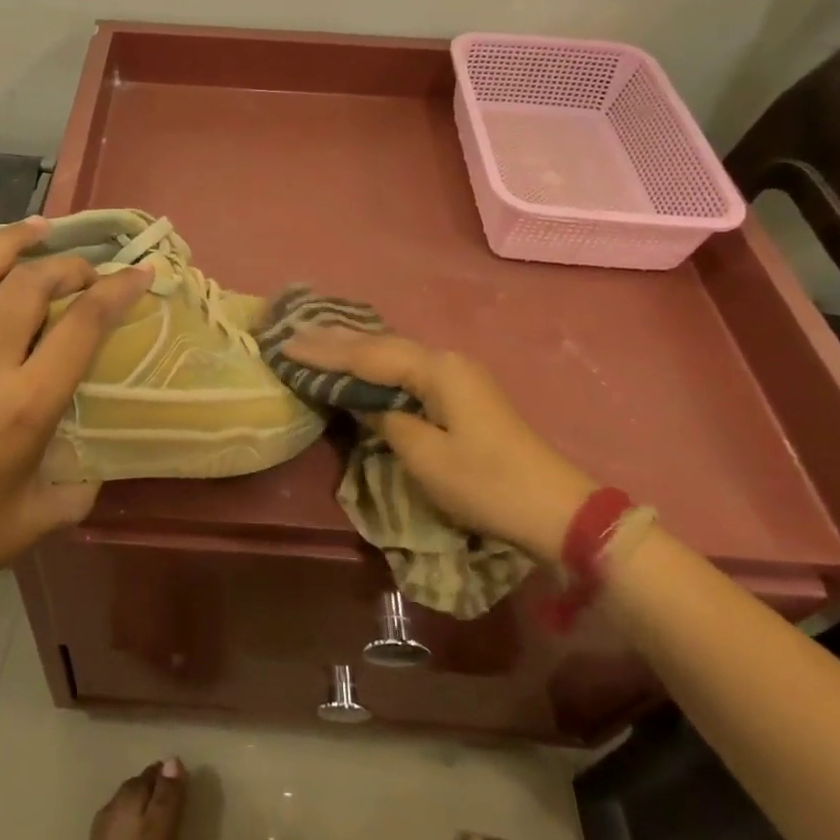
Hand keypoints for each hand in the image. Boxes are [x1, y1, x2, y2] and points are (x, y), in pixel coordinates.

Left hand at [0, 217, 152, 615]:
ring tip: (37, 226)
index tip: (139, 273)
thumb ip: (83, 484)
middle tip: (88, 270)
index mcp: (26, 406)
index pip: (82, 326)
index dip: (116, 290)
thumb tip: (100, 462)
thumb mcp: (42, 516)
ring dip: (9, 242)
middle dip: (68, 265)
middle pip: (30, 286)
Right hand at [283, 330, 596, 561]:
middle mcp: (446, 361)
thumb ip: (387, 420)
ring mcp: (457, 375)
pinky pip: (406, 369)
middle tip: (293, 331)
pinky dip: (375, 365)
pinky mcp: (461, 393)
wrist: (554, 508)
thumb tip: (366, 404)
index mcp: (436, 369)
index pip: (368, 355)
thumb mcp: (425, 456)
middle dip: (335, 340)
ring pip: (393, 354)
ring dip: (354, 349)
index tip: (285, 345)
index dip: (324, 353)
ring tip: (316, 339)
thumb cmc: (486, 483)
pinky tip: (360, 362)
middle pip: (380, 345)